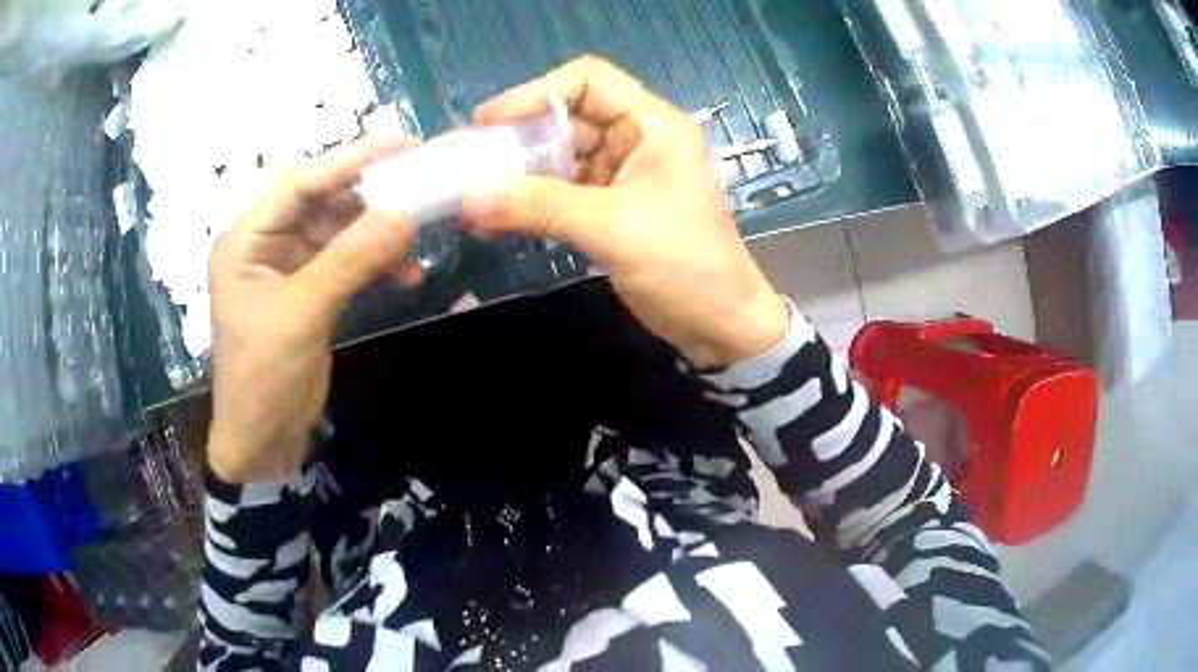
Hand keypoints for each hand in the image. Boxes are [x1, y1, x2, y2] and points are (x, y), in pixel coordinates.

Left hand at [207, 138, 416, 482]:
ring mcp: (290, 269)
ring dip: (377, 233)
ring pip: (339, 232)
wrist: (263, 443)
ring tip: (419, 230)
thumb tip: (405, 215)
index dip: (347, 161)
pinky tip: (407, 274)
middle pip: (321, 203)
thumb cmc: (261, 379)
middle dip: (368, 194)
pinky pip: (347, 264)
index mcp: (245, 241)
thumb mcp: (301, 315)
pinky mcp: (311, 294)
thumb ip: (349, 261)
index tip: (400, 145)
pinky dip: (376, 266)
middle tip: (420, 180)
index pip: (297, 184)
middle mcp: (266, 245)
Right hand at [463, 56, 788, 369]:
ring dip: (517, 177)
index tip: (488, 121)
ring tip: (471, 197)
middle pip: (567, 119)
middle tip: (469, 162)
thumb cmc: (683, 264)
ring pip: (559, 159)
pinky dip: (529, 204)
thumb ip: (539, 207)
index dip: (535, 92)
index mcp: (651, 125)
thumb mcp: (611, 227)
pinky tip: (492, 221)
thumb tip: (469, 197)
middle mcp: (635, 140)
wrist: (718, 324)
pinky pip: (560, 194)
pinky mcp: (610, 208)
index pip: (588, 81)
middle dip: (517, 139)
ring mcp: (621, 175)